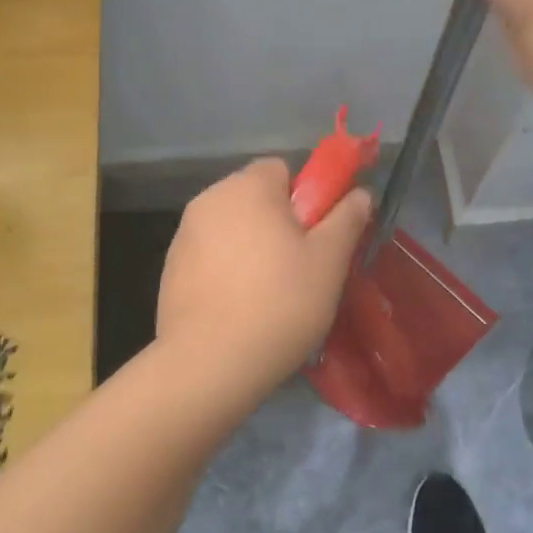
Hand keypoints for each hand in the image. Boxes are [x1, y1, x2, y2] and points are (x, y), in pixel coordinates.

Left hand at [156, 159, 371, 406]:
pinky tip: (237, 306)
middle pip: (254, 197)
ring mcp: (184, 232)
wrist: (208, 363)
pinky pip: (209, 254)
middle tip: (298, 267)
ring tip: (267, 293)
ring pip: (231, 226)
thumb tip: (361, 193)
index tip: (314, 236)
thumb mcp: (329, 261)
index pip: (282, 169)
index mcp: (248, 185)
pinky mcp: (170, 266)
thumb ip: (347, 219)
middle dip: (277, 222)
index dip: (304, 198)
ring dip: (250, 245)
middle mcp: (210, 197)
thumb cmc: (279, 303)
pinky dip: (225, 268)